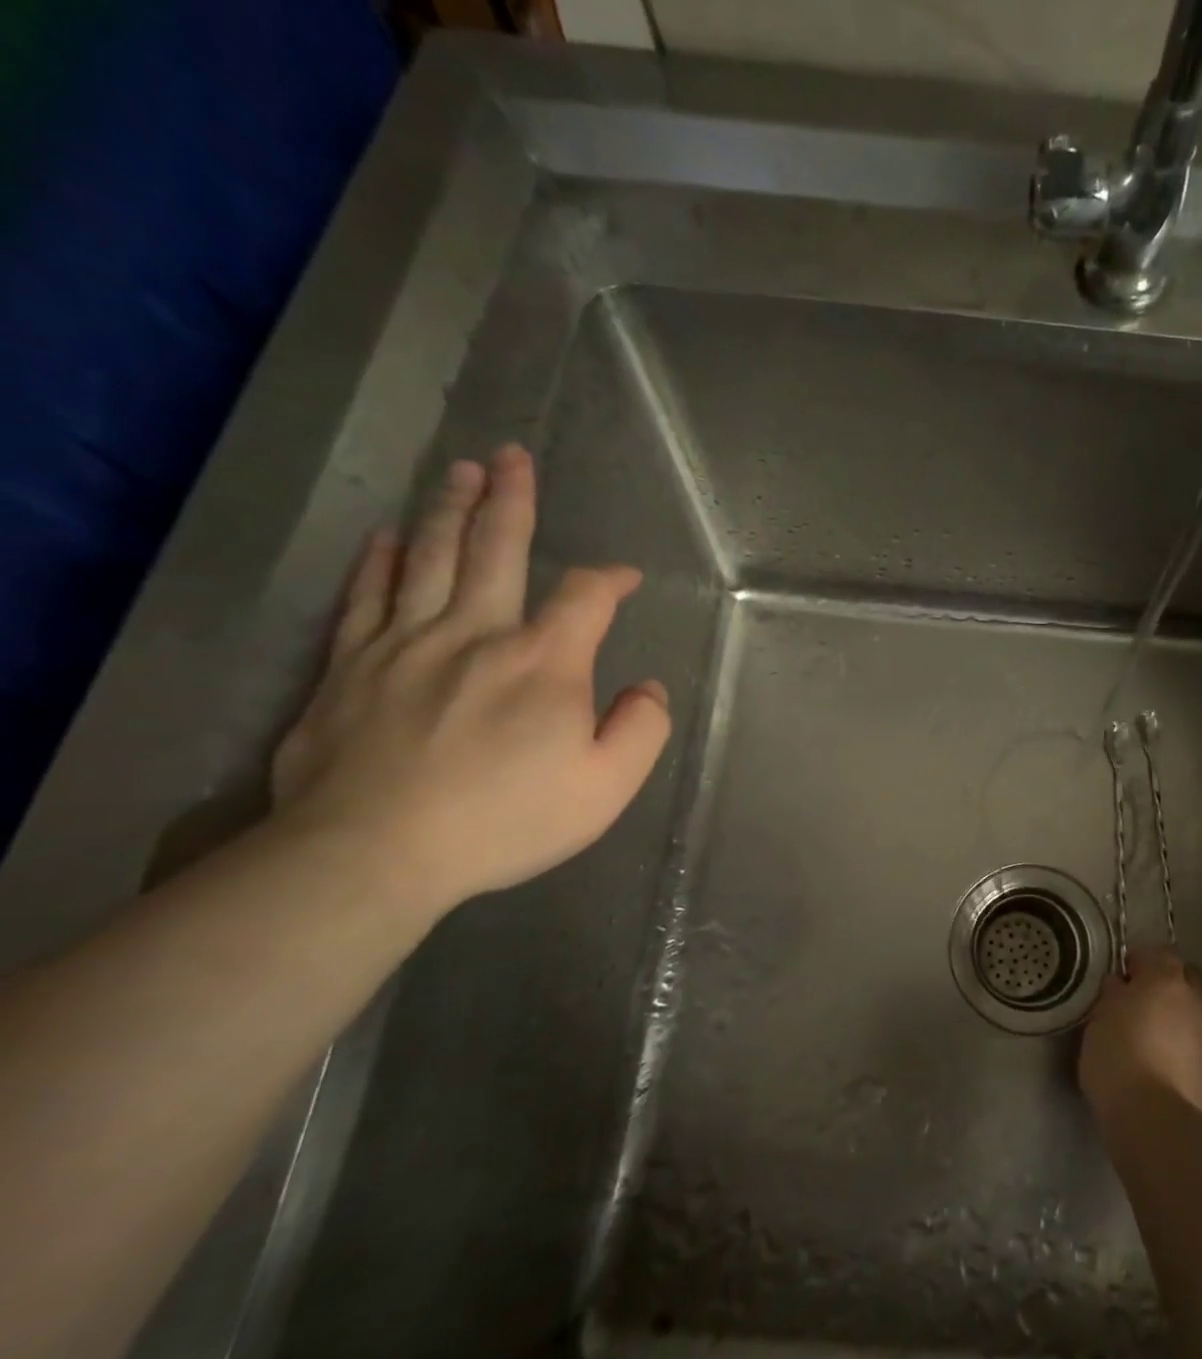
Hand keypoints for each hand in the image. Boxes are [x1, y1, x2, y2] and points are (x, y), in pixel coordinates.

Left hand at [270, 445, 671, 913]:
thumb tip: (646, 688)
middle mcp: (475, 633)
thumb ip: (641, 729)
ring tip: (459, 471)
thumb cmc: (505, 820)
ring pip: (429, 557)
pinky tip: (388, 537)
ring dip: (448, 509)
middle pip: (495, 549)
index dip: (610, 579)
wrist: (373, 852)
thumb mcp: (606, 787)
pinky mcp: (349, 667)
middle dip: (511, 500)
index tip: (625, 579)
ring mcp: (404, 644)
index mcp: (544, 662)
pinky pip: (366, 596)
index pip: (586, 597)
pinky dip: (380, 561)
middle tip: (512, 456)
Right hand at [1079, 947, 1201, 1119]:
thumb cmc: (1117, 1056)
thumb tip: (1123, 985)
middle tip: (1138, 1001)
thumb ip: (1114, 994)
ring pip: (1194, 1010)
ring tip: (1149, 1034)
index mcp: (1166, 978)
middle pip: (1185, 977)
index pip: (1159, 952)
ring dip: (1176, 1015)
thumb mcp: (1099, 1017)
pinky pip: (1196, 1042)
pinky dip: (1182, 1044)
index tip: (1121, 978)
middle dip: (1166, 983)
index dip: (1139, 961)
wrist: (1154, 1119)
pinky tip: (1161, 1061)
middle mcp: (1195, 999)